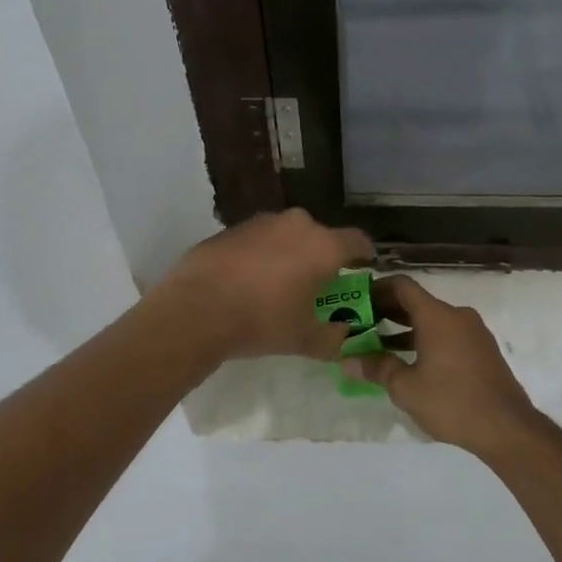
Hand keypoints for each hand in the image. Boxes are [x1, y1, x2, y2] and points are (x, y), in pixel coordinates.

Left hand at [158, 209, 373, 362]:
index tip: (363, 271)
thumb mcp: (304, 340)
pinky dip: (262, 255)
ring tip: (279, 285)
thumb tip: (342, 335)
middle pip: (321, 237)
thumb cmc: (262, 321)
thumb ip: (333, 338)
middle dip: (322, 258)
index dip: (364, 257)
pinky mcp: (232, 227)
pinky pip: (260, 240)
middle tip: (316, 286)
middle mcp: (297, 224)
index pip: (359, 241)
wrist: (196, 309)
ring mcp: (262, 221)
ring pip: (288, 235)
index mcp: (323, 246)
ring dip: (290, 254)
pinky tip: (248, 281)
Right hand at [341, 276, 538, 452]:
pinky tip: (408, 363)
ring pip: (431, 321)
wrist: (507, 428)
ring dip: (404, 329)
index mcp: (437, 316)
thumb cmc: (452, 402)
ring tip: (377, 346)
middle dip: (385, 312)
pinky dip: (424, 341)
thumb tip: (348, 360)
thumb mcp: (406, 387)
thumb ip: (376, 367)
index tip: (355, 301)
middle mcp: (456, 316)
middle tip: (359, 326)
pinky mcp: (482, 350)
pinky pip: (446, 335)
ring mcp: (473, 332)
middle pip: (416, 302)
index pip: (401, 286)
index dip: (375, 289)